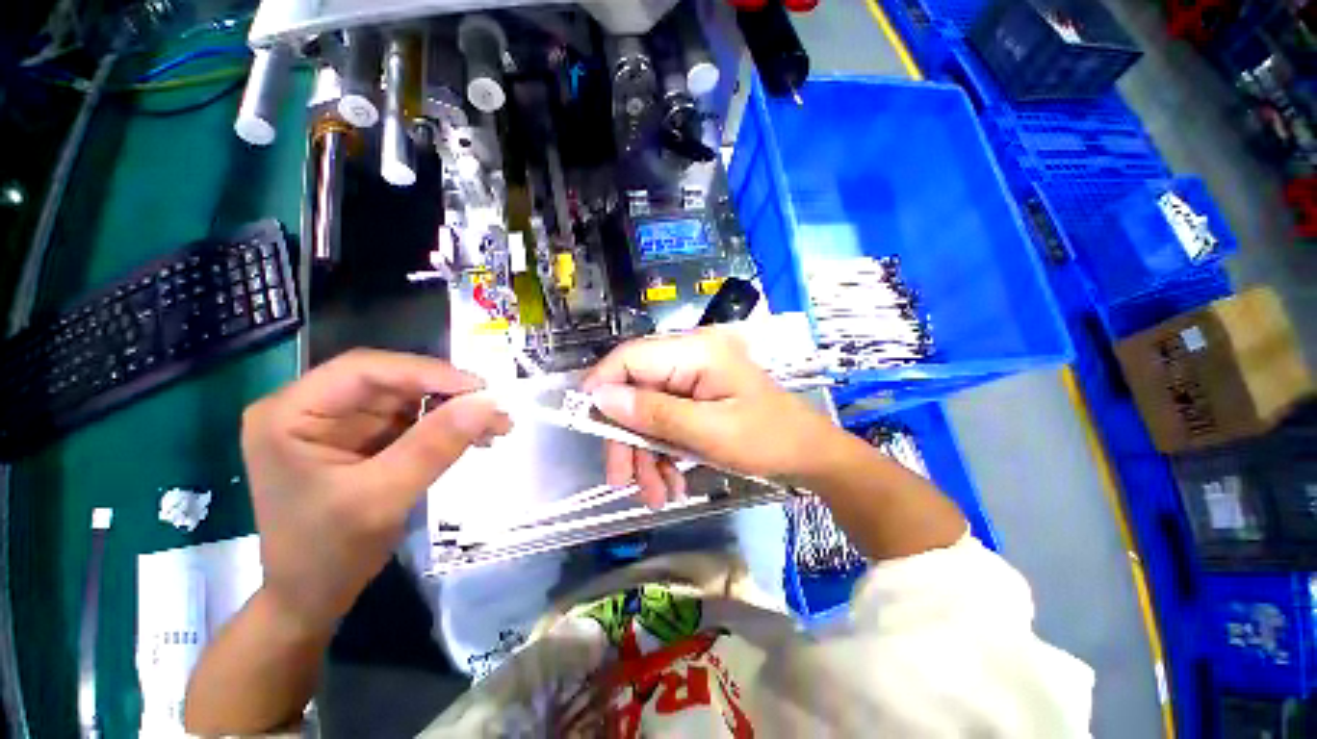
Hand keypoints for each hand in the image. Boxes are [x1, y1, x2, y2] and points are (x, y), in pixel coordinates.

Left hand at [240, 349, 510, 632]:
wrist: (312, 599)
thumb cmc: (328, 554)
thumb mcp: (382, 498)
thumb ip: (434, 445)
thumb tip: (488, 402)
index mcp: (291, 412)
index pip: (365, 370)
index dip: (426, 372)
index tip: (480, 388)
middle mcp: (313, 407)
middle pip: (391, 381)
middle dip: (448, 394)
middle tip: (495, 408)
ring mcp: (341, 423)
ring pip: (410, 398)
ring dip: (455, 410)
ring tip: (496, 427)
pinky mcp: (365, 439)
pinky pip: (415, 419)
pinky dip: (449, 426)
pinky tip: (477, 437)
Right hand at [582, 329, 841, 508]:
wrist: (809, 454)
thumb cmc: (767, 439)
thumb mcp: (708, 432)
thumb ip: (654, 413)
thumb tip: (601, 398)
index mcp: (695, 351)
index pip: (630, 357)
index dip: (602, 386)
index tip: (586, 425)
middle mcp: (690, 356)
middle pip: (636, 389)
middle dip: (628, 437)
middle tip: (623, 481)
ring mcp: (694, 377)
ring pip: (649, 411)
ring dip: (647, 454)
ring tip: (657, 495)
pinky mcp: (697, 397)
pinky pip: (666, 420)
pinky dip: (663, 452)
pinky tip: (672, 482)